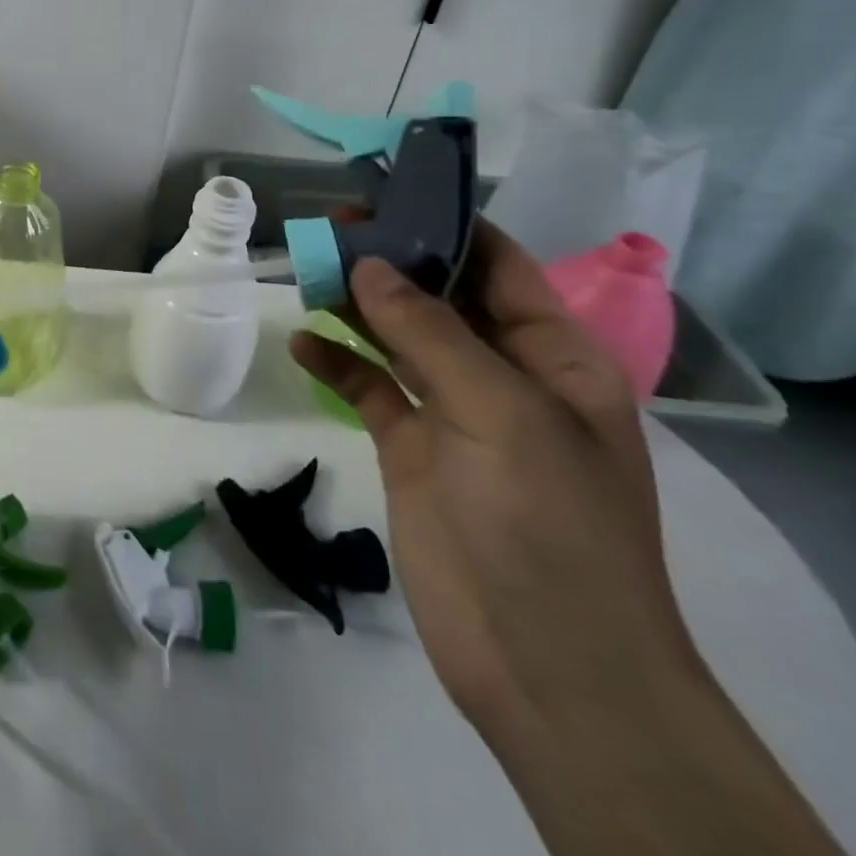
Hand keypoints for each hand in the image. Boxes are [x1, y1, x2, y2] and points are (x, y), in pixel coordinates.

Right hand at [291, 227, 855, 855]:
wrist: (544, 663)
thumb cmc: (546, 523)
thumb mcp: (499, 411)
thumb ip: (429, 332)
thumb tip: (368, 263)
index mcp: (554, 358)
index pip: (499, 267)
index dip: (447, 225)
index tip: (386, 192)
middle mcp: (505, 376)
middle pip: (441, 298)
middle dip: (389, 260)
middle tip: (327, 226)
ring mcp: (455, 413)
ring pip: (399, 339)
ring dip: (356, 306)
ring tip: (306, 270)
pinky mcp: (412, 449)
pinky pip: (370, 389)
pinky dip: (337, 364)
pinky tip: (301, 344)